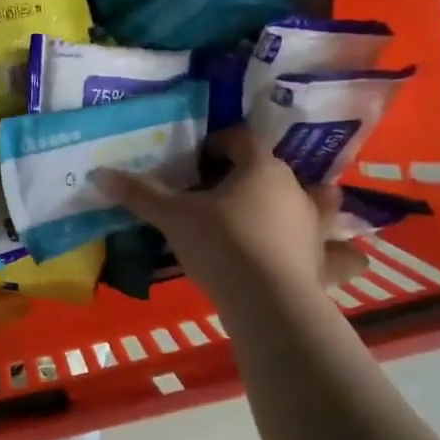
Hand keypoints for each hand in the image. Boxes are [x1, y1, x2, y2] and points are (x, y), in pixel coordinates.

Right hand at [95, 127, 366, 296]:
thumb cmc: (220, 244)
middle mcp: (295, 188)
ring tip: (284, 212)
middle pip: (274, 169)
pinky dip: (339, 254)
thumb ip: (140, 194)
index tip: (197, 159)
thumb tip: (99, 173)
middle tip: (223, 192)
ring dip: (306, 202)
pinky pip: (340, 254)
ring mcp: (315, 224)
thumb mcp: (173, 217)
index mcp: (260, 168)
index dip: (218, 143)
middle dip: (252, 174)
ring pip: (320, 201)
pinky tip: (337, 259)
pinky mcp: (323, 260)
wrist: (265, 299)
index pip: (241, 139)